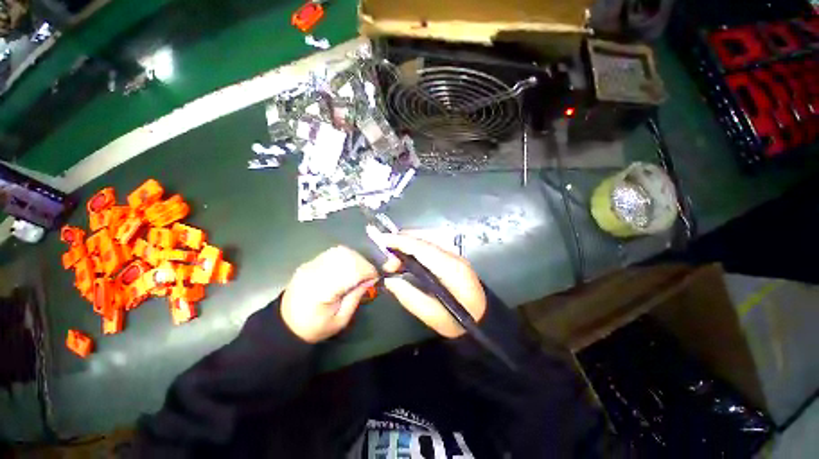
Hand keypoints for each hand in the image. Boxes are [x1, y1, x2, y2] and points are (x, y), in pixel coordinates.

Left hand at [281, 246, 378, 342]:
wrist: (286, 324)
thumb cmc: (315, 327)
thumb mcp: (340, 320)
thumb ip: (356, 297)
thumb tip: (370, 280)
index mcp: (322, 290)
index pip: (351, 270)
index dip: (368, 271)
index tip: (376, 278)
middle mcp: (315, 272)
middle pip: (346, 256)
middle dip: (363, 263)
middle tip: (368, 275)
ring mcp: (311, 265)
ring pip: (339, 251)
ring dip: (355, 258)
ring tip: (360, 271)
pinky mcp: (309, 263)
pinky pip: (332, 253)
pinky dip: (345, 257)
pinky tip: (348, 267)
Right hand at [373, 232, 486, 337]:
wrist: (485, 321)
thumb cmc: (459, 322)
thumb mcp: (433, 317)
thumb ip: (409, 297)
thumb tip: (390, 280)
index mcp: (451, 269)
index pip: (423, 248)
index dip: (401, 241)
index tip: (381, 240)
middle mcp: (454, 256)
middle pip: (425, 239)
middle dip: (403, 242)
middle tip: (388, 262)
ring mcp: (456, 255)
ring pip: (428, 239)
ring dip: (409, 244)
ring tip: (395, 261)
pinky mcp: (454, 257)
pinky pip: (432, 245)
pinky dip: (416, 247)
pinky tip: (408, 258)